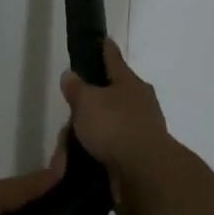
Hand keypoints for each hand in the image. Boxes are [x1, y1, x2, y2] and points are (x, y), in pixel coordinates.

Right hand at [59, 39, 178, 214]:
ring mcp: (142, 131)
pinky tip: (82, 163)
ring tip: (68, 150)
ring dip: (90, 135)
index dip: (105, 49)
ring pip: (108, 127)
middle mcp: (140, 103)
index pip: (114, 59)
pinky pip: (111, 151)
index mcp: (130, 83)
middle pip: (109, 98)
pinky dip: (97, 154)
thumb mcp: (87, 102)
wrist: (145, 174)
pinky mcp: (139, 158)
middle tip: (70, 117)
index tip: (103, 39)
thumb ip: (77, 88)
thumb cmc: (115, 126)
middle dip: (88, 108)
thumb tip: (71, 75)